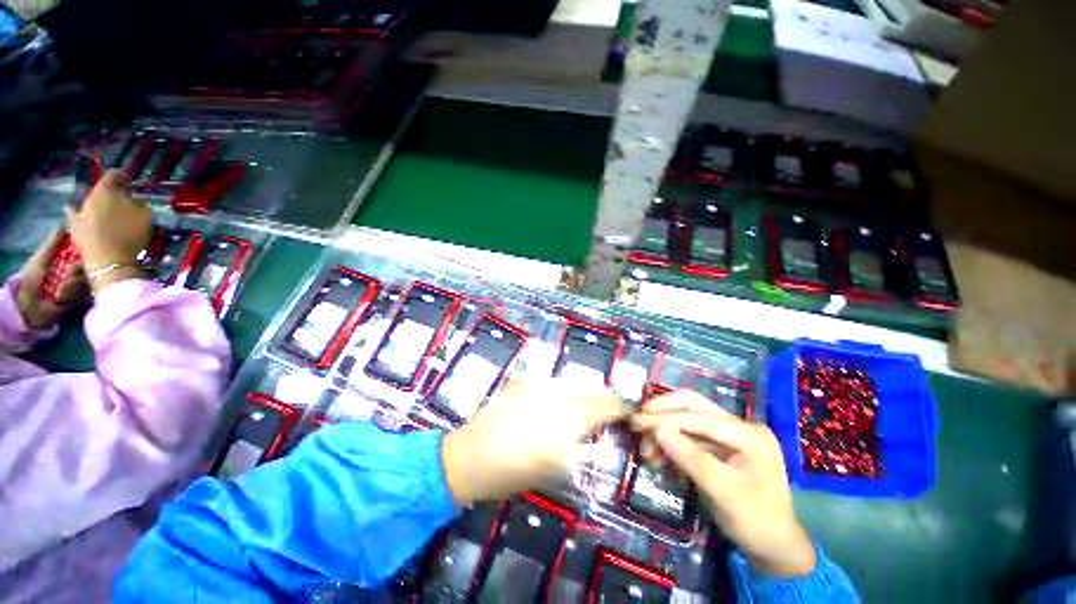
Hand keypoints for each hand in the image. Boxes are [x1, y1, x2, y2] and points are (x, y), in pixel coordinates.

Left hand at [16, 231, 88, 328]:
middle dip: (78, 270)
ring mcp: (80, 283)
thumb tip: (65, 224)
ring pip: (88, 279)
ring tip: (60, 290)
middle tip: (68, 273)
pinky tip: (63, 298)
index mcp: (67, 257)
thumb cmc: (32, 279)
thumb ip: (52, 242)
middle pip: (89, 263)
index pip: (83, 248)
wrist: (31, 307)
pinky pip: (86, 292)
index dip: (85, 248)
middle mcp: (76, 268)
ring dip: (73, 284)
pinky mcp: (83, 297)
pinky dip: (73, 294)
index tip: (83, 248)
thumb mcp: (40, 258)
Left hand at [64, 170, 150, 289]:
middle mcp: (91, 195)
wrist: (108, 260)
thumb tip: (139, 199)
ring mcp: (80, 211)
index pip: (115, 174)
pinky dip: (78, 213)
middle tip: (123, 199)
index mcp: (108, 188)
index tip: (132, 184)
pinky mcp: (74, 227)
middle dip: (111, 193)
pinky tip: (78, 213)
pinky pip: (74, 215)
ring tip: (108, 210)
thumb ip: (141, 204)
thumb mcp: (146, 216)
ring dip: (99, 204)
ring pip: (90, 201)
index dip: (124, 177)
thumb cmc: (130, 235)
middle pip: (101, 189)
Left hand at [442, 378, 625, 505]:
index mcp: (567, 422)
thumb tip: (602, 438)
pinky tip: (558, 397)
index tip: (624, 412)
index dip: (618, 407)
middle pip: (591, 388)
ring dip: (584, 389)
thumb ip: (583, 449)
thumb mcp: (555, 469)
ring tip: (584, 401)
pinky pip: (552, 380)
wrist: (470, 456)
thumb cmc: (513, 472)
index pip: (604, 405)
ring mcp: (539, 384)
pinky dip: (562, 387)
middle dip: (603, 397)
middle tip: (607, 407)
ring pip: (573, 380)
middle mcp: (557, 395)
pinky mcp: (524, 380)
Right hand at [632, 390, 816, 576]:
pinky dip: (669, 442)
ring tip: (645, 448)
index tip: (636, 420)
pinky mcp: (718, 446)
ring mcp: (729, 435)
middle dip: (662, 412)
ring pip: (687, 418)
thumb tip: (657, 430)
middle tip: (637, 422)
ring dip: (663, 428)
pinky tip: (656, 454)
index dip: (665, 418)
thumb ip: (691, 458)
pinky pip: (688, 435)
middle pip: (693, 405)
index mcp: (749, 433)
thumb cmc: (756, 522)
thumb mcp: (724, 493)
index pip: (699, 417)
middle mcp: (739, 426)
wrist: (774, 548)